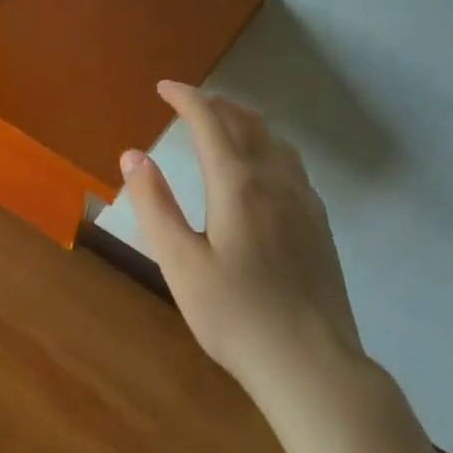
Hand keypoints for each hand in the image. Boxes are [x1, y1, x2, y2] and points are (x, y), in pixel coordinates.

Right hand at [120, 81, 364, 402]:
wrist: (312, 365)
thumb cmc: (234, 314)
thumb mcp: (179, 262)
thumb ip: (154, 204)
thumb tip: (133, 155)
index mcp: (238, 186)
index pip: (210, 122)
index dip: (186, 98)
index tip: (164, 88)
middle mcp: (275, 182)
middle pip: (247, 124)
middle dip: (215, 104)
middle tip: (187, 101)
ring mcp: (305, 202)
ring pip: (275, 141)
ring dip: (244, 121)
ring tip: (222, 122)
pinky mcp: (319, 225)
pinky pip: (291, 164)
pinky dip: (267, 145)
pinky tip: (259, 167)